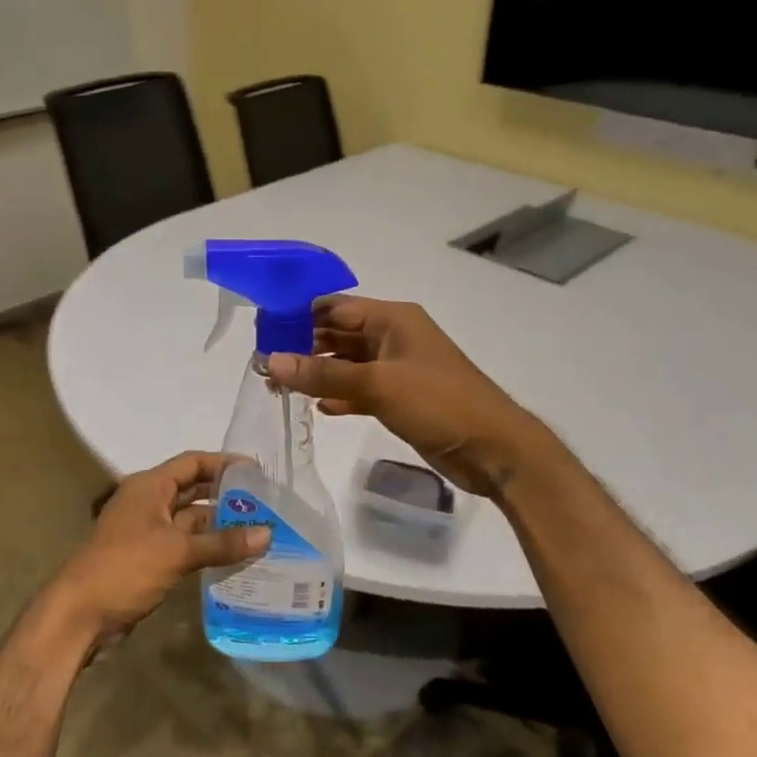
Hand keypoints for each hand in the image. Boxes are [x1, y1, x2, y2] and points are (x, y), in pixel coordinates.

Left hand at [47, 451, 269, 642]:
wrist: (79, 616)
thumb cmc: (125, 568)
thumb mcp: (177, 551)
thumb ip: (223, 542)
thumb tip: (268, 533)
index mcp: (149, 487)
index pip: (192, 463)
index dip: (224, 464)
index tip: (258, 472)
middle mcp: (148, 503)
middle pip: (193, 490)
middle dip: (227, 496)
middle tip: (267, 504)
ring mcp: (148, 533)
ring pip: (191, 521)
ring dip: (220, 526)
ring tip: (261, 531)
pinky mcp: (150, 560)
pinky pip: (186, 546)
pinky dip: (208, 549)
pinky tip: (237, 558)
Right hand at [266, 297, 547, 497]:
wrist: (493, 448)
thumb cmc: (439, 403)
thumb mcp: (378, 385)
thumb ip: (324, 375)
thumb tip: (272, 361)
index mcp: (393, 319)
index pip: (337, 308)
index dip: (299, 317)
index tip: (264, 332)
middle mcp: (395, 338)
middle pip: (340, 335)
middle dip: (304, 347)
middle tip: (265, 365)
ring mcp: (399, 370)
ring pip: (349, 365)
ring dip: (319, 375)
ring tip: (279, 387)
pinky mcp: (402, 399)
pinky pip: (361, 391)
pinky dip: (340, 396)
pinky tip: (317, 409)